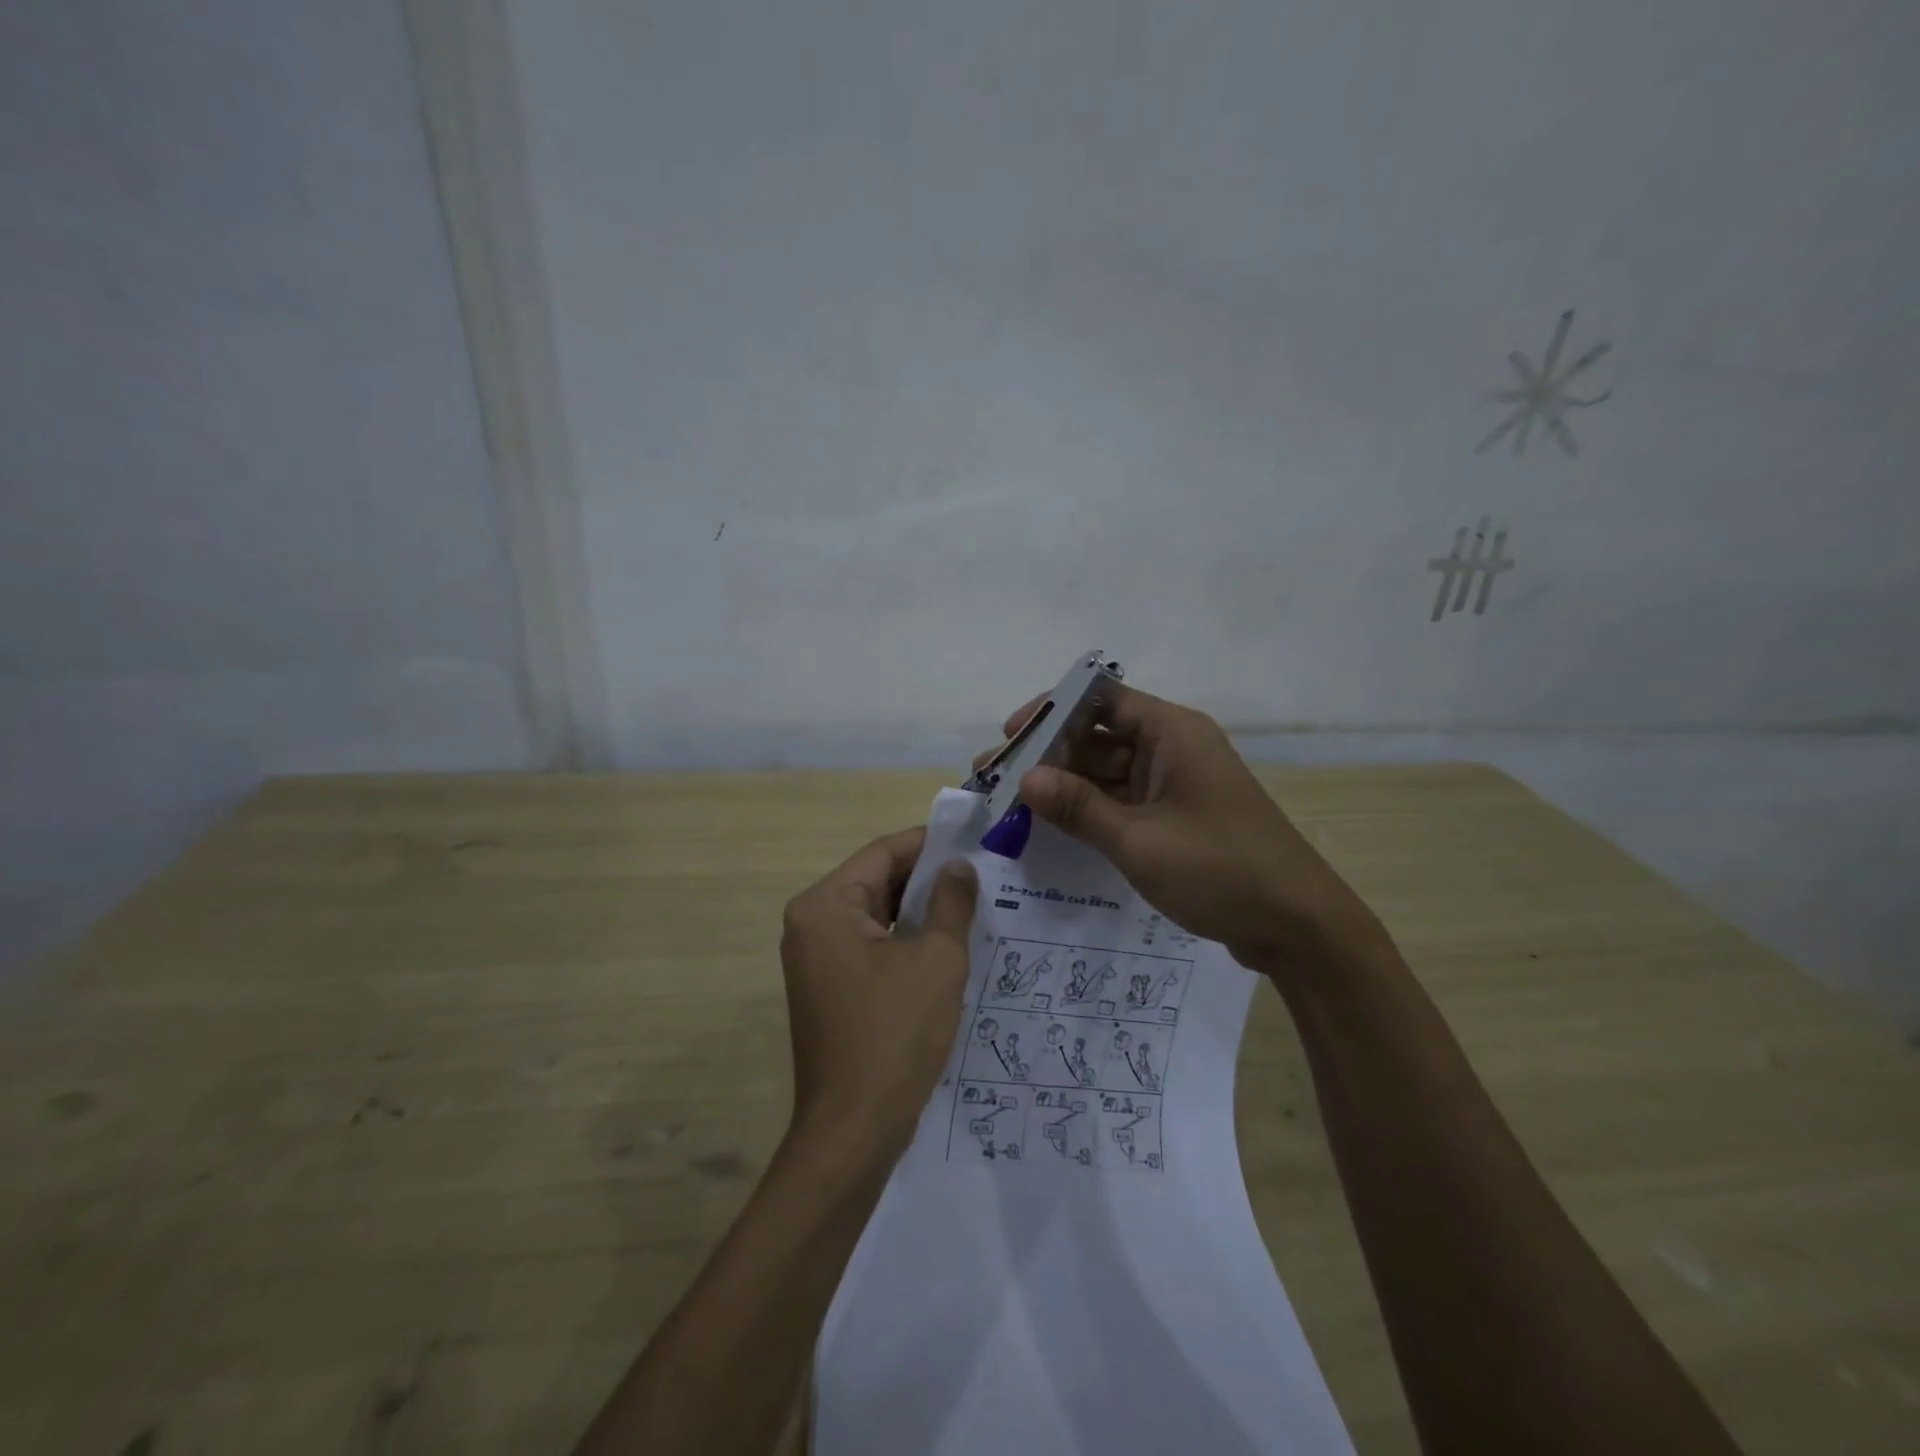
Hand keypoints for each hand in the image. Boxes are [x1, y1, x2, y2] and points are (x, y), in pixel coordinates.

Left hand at [779, 827, 977, 1150]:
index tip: (973, 838)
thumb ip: (950, 903)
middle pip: (875, 881)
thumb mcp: (936, 960)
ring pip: (874, 914)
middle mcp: (811, 923)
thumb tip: (958, 867)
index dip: (929, 843)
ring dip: (918, 909)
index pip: (882, 853)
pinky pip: (869, 945)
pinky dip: (903, 939)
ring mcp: (816, 958)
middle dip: (926, 877)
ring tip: (972, 902)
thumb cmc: (895, 1036)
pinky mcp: (828, 987)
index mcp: (826, 906)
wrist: (853, 1131)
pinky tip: (945, 942)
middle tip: (981, 872)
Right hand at [979, 685, 1386, 973]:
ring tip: (1010, 804)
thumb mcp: (1139, 840)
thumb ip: (1079, 807)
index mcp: (1172, 732)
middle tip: (995, 778)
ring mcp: (1174, 784)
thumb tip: (1023, 777)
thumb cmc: (1220, 870)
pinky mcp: (1175, 817)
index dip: (1052, 711)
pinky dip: (1088, 810)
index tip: (1010, 737)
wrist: (1297, 926)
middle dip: (1047, 754)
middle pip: (1099, 736)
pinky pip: (1121, 801)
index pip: (1101, 699)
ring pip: (1107, 772)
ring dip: (1064, 786)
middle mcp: (1172, 748)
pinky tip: (1050, 826)